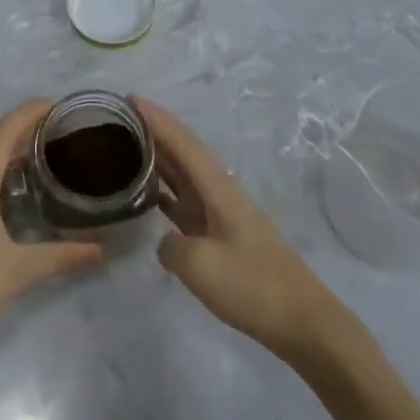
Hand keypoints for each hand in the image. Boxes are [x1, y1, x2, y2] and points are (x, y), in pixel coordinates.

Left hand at [0, 100, 102, 383]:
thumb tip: (102, 250)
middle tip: (61, 133)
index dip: (31, 110)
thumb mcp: (19, 269)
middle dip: (25, 129)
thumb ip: (62, 256)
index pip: (6, 127)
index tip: (60, 104)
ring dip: (10, 151)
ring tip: (44, 157)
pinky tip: (16, 194)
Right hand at [136, 95, 337, 362]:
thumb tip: (165, 241)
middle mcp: (219, 190)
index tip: (129, 98)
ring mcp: (221, 212)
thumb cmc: (252, 286)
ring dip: (158, 157)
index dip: (156, 118)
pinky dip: (165, 190)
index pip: (182, 141)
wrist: (301, 321)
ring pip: (184, 174)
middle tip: (118, 118)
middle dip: (154, 130)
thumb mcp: (200, 267)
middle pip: (183, 150)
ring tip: (126, 147)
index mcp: (216, 187)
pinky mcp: (222, 235)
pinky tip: (147, 194)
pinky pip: (186, 200)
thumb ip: (171, 246)